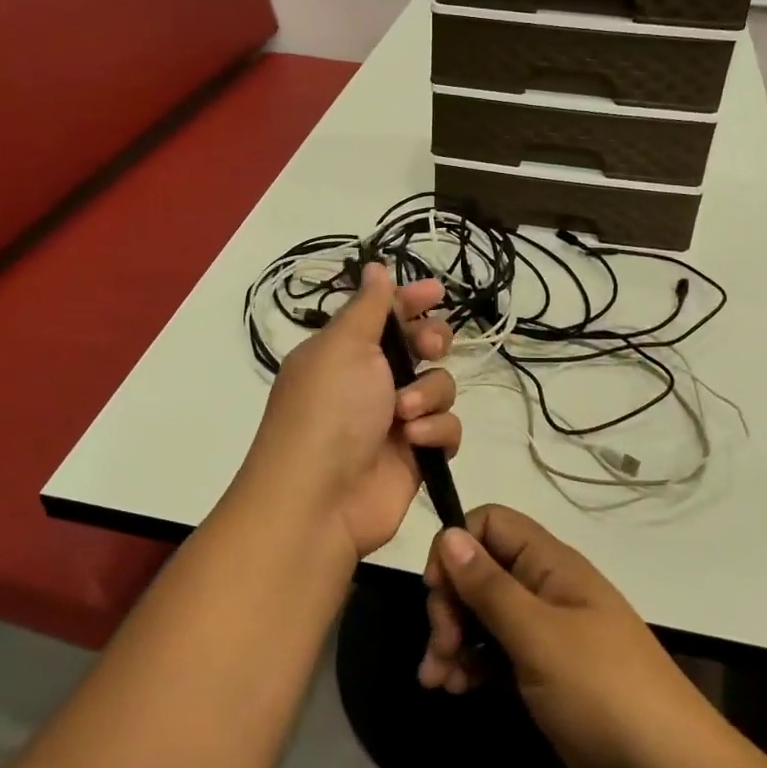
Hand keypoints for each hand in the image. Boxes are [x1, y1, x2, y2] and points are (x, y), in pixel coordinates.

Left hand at [241, 263, 457, 560]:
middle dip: (431, 342)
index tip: (436, 292)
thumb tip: (374, 266)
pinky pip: (446, 428)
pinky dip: (435, 431)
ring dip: (428, 394)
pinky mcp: (416, 454)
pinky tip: (415, 440)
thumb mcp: (343, 346)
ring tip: (404, 414)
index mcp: (345, 351)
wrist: (319, 501)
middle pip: (421, 346)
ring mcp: (394, 419)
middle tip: (428, 348)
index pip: (384, 314)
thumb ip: (368, 306)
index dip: (410, 300)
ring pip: (440, 386)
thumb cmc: (328, 410)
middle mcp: (370, 381)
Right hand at [419, 506, 718, 767]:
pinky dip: (470, 666)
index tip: (437, 589)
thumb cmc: (602, 691)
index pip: (492, 524)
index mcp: (551, 565)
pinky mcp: (544, 676)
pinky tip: (453, 690)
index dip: (457, 547)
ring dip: (452, 640)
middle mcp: (546, 591)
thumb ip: (489, 586)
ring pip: (483, 617)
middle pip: (481, 572)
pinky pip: (495, 655)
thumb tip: (448, 533)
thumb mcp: (538, 635)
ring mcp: (546, 635)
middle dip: (450, 604)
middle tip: (440, 646)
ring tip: (434, 681)